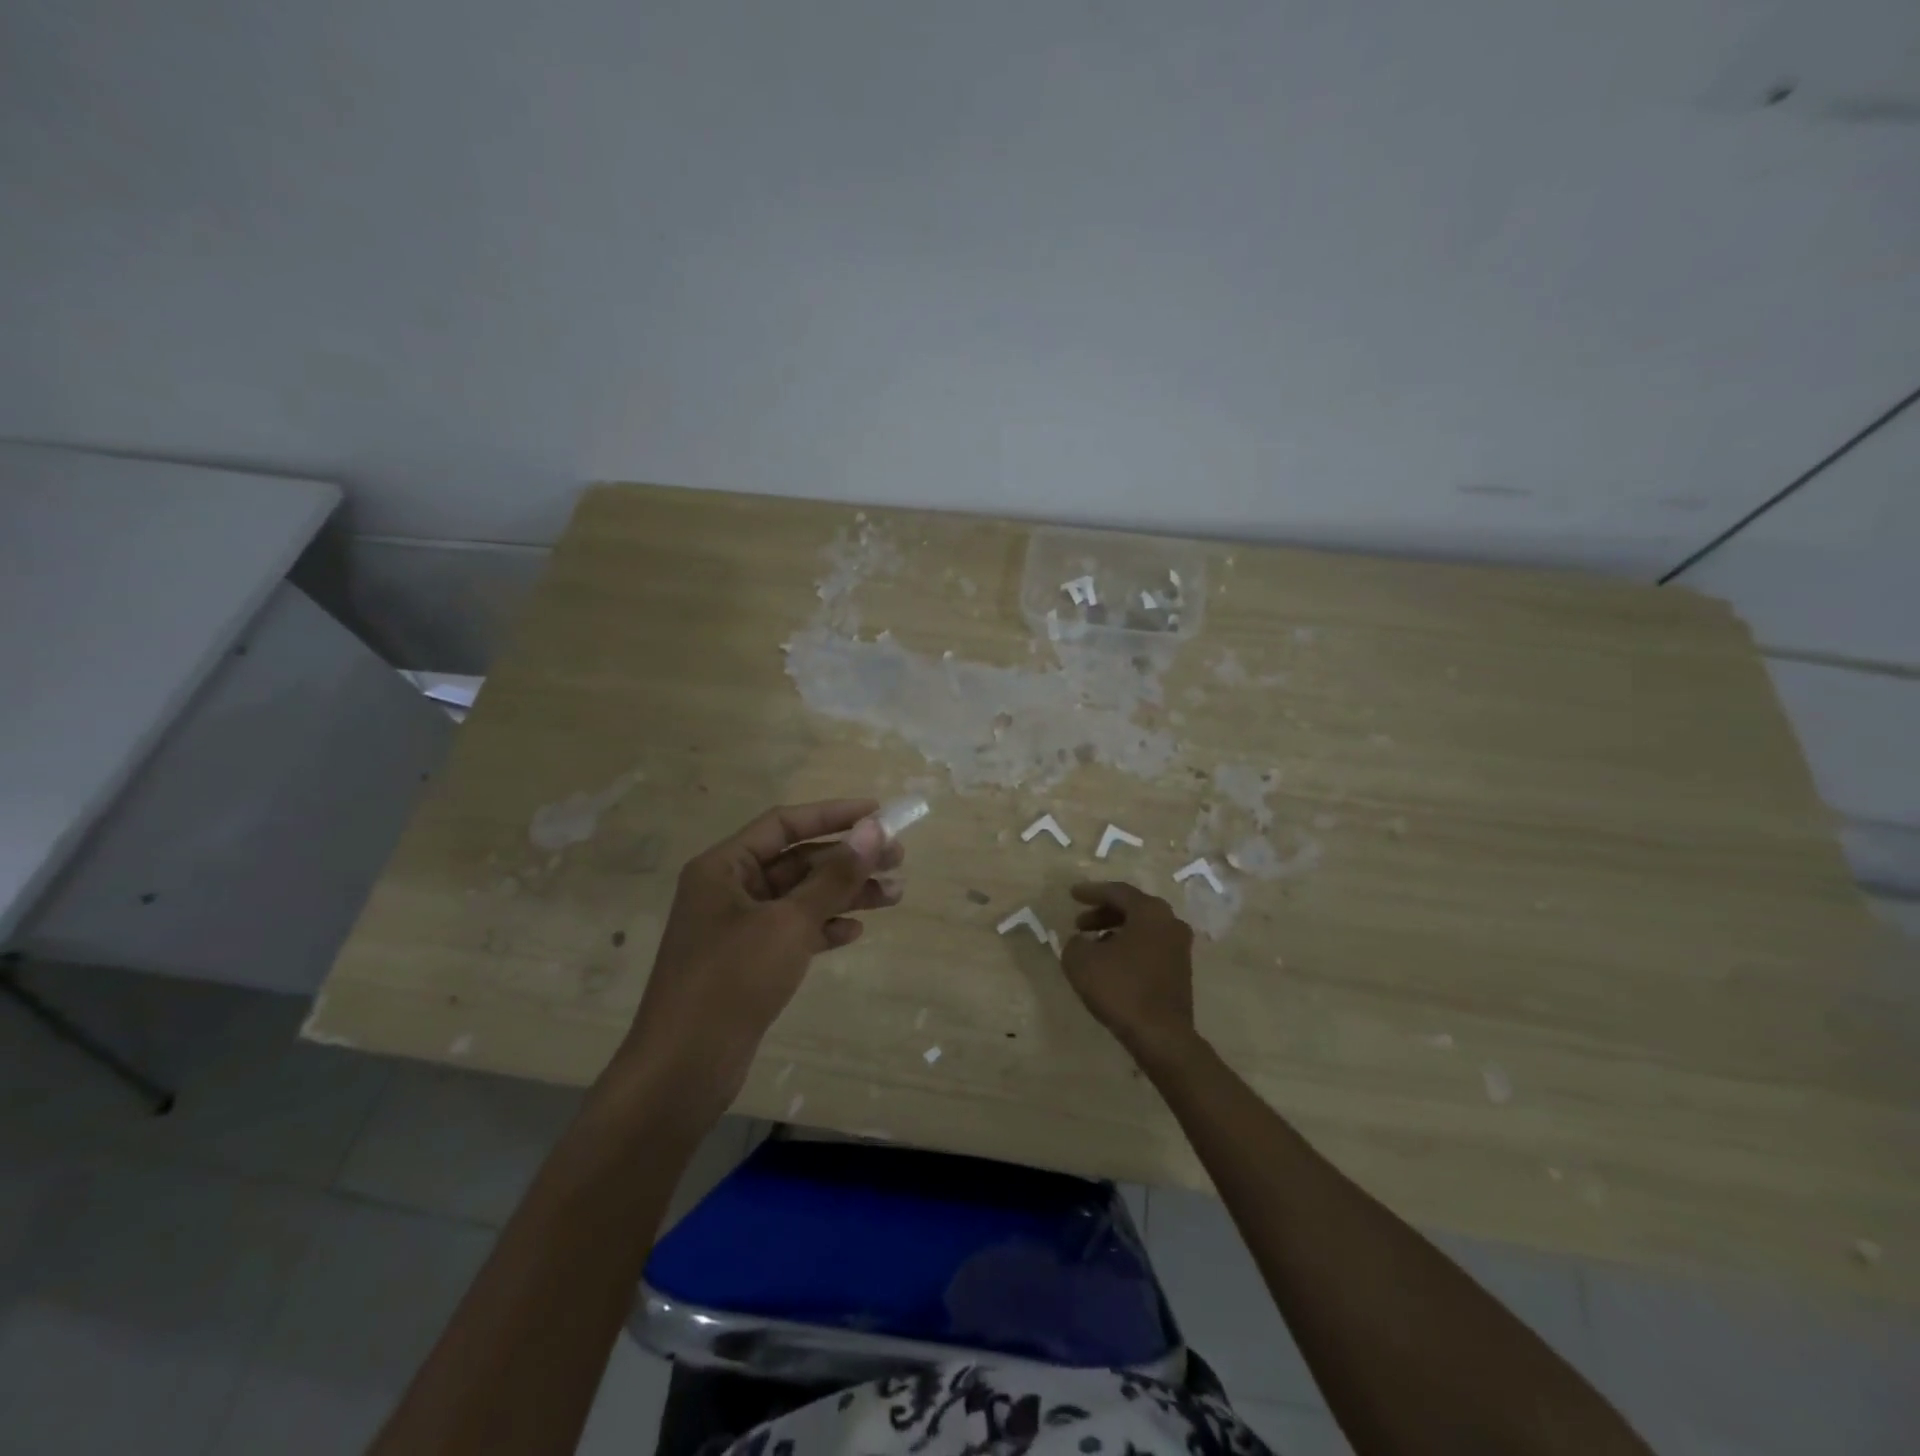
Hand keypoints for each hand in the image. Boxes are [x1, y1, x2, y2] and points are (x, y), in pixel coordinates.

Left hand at [616, 799, 903, 1114]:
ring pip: (799, 898)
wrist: (683, 1069)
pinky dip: (823, 927)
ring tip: (894, 896)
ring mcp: (737, 928)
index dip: (833, 815)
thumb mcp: (789, 923)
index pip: (785, 824)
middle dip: (847, 860)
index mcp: (724, 866)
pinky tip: (854, 932)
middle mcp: (728, 889)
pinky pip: (792, 931)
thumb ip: (833, 876)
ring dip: (844, 894)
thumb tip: (873, 829)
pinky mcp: (747, 963)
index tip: (878, 813)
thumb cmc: (731, 980)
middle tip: (897, 860)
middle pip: (797, 861)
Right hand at [1061, 881, 1198, 1063]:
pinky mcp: (1180, 971)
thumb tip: (1081, 942)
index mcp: (1150, 911)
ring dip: (1115, 932)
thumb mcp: (1081, 961)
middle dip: (1103, 913)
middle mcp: (1170, 922)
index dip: (1091, 891)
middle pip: (1132, 908)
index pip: (1117, 892)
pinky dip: (1128, 948)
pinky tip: (1110, 964)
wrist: (1161, 1035)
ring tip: (1091, 945)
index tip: (1072, 894)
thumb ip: (1075, 943)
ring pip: (1142, 929)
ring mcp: (1180, 947)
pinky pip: (1149, 947)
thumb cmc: (1121, 988)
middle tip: (1079, 923)